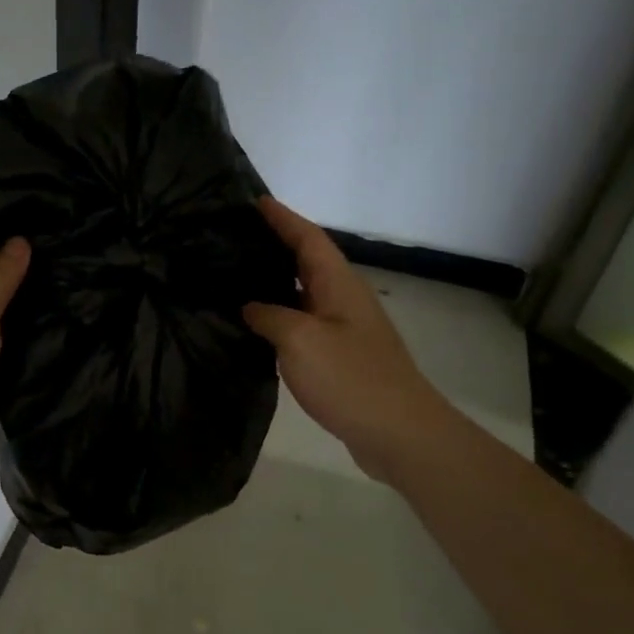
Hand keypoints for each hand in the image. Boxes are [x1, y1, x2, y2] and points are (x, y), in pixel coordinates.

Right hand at [243, 197, 444, 482]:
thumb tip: (250, 306)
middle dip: (276, 243)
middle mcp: (343, 298)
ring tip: (237, 274)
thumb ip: (268, 315)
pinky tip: (257, 324)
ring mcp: (344, 328)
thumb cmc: (350, 377)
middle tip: (235, 236)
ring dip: (275, 279)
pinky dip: (280, 313)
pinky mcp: (340, 355)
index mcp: (338, 284)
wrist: (397, 432)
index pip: (307, 237)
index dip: (282, 218)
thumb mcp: (299, 340)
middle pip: (308, 260)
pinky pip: (304, 321)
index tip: (254, 201)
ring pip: (304, 292)